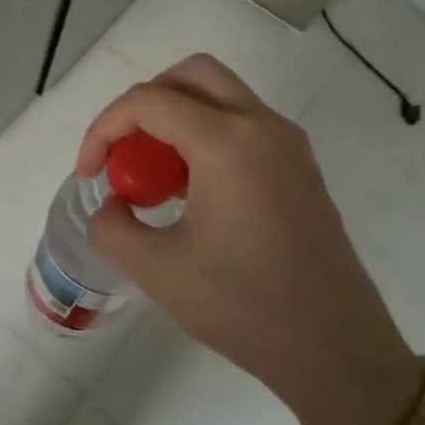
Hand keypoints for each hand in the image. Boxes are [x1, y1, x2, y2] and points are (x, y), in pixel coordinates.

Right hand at [78, 55, 420, 424]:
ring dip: (175, 119)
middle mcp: (262, 126)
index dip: (103, 129)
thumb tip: (112, 207)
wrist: (335, 349)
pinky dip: (204, 137)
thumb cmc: (243, 306)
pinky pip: (242, 125)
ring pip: (220, 96)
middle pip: (191, 75)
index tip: (89, 175)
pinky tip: (190, 193)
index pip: (148, 101)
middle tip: (123, 155)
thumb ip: (112, 227)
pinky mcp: (299, 168)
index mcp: (228, 142)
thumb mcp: (156, 270)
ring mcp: (288, 145)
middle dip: (143, 105)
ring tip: (153, 179)